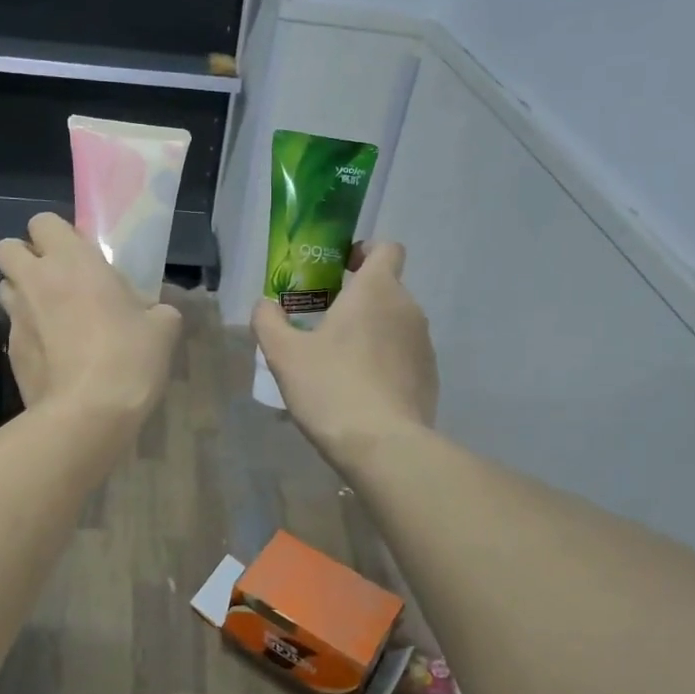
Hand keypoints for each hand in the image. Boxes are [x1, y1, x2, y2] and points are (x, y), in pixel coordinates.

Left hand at [0, 213, 181, 426]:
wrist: (87, 414)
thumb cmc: (128, 358)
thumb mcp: (163, 329)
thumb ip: (158, 310)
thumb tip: (157, 313)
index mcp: (72, 261)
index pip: (43, 221)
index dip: (57, 235)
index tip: (79, 256)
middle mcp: (35, 280)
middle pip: (7, 248)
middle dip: (25, 257)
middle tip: (56, 279)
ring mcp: (16, 317)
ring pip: (5, 287)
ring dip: (23, 293)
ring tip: (52, 315)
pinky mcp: (9, 351)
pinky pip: (14, 328)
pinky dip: (29, 333)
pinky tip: (53, 354)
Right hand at [252, 241, 437, 465]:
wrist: (382, 446)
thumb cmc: (330, 387)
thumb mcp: (284, 354)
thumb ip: (268, 320)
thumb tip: (265, 304)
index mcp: (376, 290)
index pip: (386, 248)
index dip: (363, 252)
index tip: (339, 271)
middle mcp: (407, 308)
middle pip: (386, 288)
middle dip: (358, 299)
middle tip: (323, 324)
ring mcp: (423, 344)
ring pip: (394, 323)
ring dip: (371, 332)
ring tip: (339, 363)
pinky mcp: (429, 376)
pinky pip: (403, 355)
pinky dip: (384, 362)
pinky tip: (360, 391)